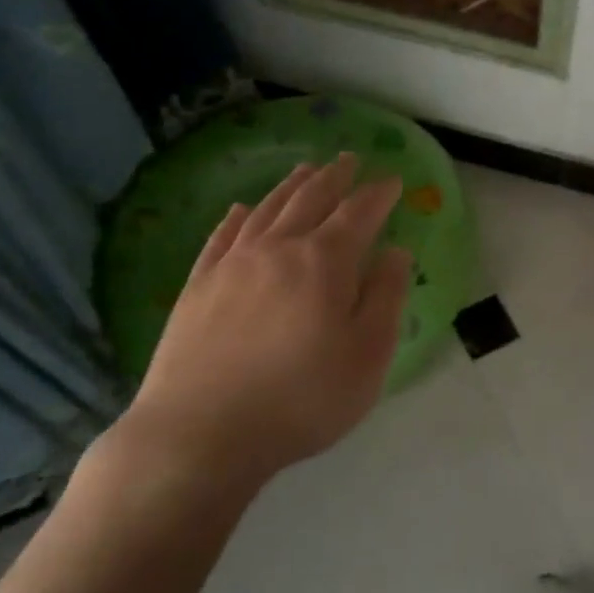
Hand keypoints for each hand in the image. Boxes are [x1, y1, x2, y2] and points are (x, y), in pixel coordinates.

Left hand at [102, 154, 411, 495]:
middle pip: (311, 199)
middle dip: (335, 177)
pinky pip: (220, 237)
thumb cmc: (301, 399)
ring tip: (305, 170)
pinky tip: (239, 210)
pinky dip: (236, 217)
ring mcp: (231, 265)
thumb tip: (396, 251)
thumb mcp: (367, 356)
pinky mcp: (197, 287)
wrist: (200, 434)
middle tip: (349, 159)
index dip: (378, 194)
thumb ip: (386, 297)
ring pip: (266, 209)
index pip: (359, 213)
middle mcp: (278, 248)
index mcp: (324, 262)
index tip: (392, 180)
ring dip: (290, 186)